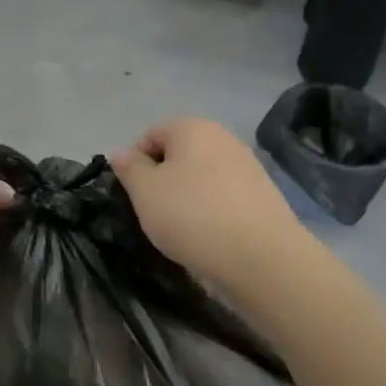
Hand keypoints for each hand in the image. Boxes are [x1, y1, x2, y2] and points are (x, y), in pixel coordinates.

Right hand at [112, 117, 314, 284]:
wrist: (263, 259)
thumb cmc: (193, 216)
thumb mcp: (145, 191)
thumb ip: (129, 167)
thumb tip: (121, 152)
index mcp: (192, 127)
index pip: (150, 137)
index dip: (135, 165)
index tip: (133, 196)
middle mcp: (223, 137)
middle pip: (179, 156)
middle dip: (163, 181)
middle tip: (154, 213)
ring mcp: (248, 166)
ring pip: (202, 178)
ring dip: (188, 198)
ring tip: (182, 230)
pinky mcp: (264, 196)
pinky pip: (225, 198)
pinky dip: (212, 212)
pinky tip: (210, 238)